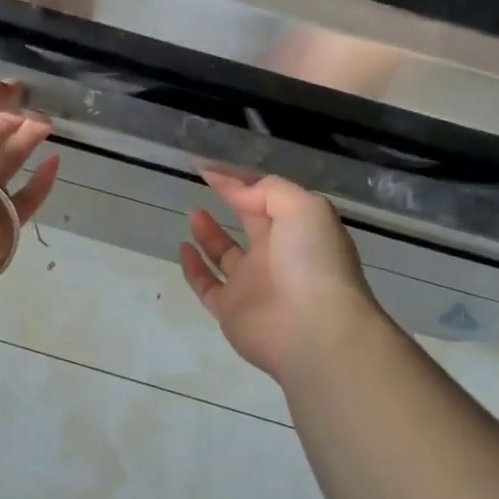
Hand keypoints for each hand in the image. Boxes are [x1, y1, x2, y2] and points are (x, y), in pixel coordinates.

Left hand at [0, 81, 59, 284]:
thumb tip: (13, 86)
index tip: (22, 95)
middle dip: (15, 122)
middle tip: (42, 111)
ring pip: (7, 166)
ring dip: (27, 144)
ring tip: (50, 126)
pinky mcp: (1, 222)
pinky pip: (25, 197)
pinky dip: (41, 180)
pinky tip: (56, 161)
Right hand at [179, 169, 379, 379]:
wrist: (315, 330)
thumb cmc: (312, 261)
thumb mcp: (303, 207)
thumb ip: (268, 190)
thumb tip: (237, 191)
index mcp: (298, 228)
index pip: (267, 196)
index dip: (240, 180)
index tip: (209, 168)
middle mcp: (276, 254)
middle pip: (250, 221)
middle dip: (232, 200)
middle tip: (203, 182)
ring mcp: (253, 284)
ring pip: (226, 253)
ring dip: (209, 232)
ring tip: (192, 211)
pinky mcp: (231, 311)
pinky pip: (207, 285)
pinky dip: (194, 268)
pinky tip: (183, 248)